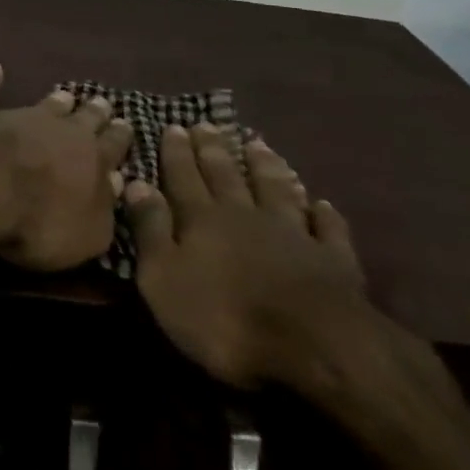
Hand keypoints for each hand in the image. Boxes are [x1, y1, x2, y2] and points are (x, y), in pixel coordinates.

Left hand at [0, 63, 133, 271]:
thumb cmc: (42, 221)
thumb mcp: (89, 234)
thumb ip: (105, 210)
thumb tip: (116, 182)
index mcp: (91, 159)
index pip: (112, 145)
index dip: (120, 136)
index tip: (127, 123)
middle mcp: (60, 129)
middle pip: (84, 117)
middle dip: (95, 112)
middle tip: (103, 102)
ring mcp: (18, 117)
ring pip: (44, 104)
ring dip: (55, 100)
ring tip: (65, 94)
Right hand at [125, 123, 368, 390]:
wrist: (314, 345)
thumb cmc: (226, 318)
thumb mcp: (165, 279)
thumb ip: (151, 229)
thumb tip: (136, 182)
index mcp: (203, 219)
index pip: (184, 177)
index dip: (177, 153)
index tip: (174, 126)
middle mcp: (245, 214)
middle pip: (226, 175)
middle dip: (214, 149)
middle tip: (207, 124)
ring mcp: (293, 233)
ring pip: (275, 189)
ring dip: (265, 166)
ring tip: (258, 144)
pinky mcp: (333, 259)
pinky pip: (328, 229)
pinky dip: (323, 214)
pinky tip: (321, 203)